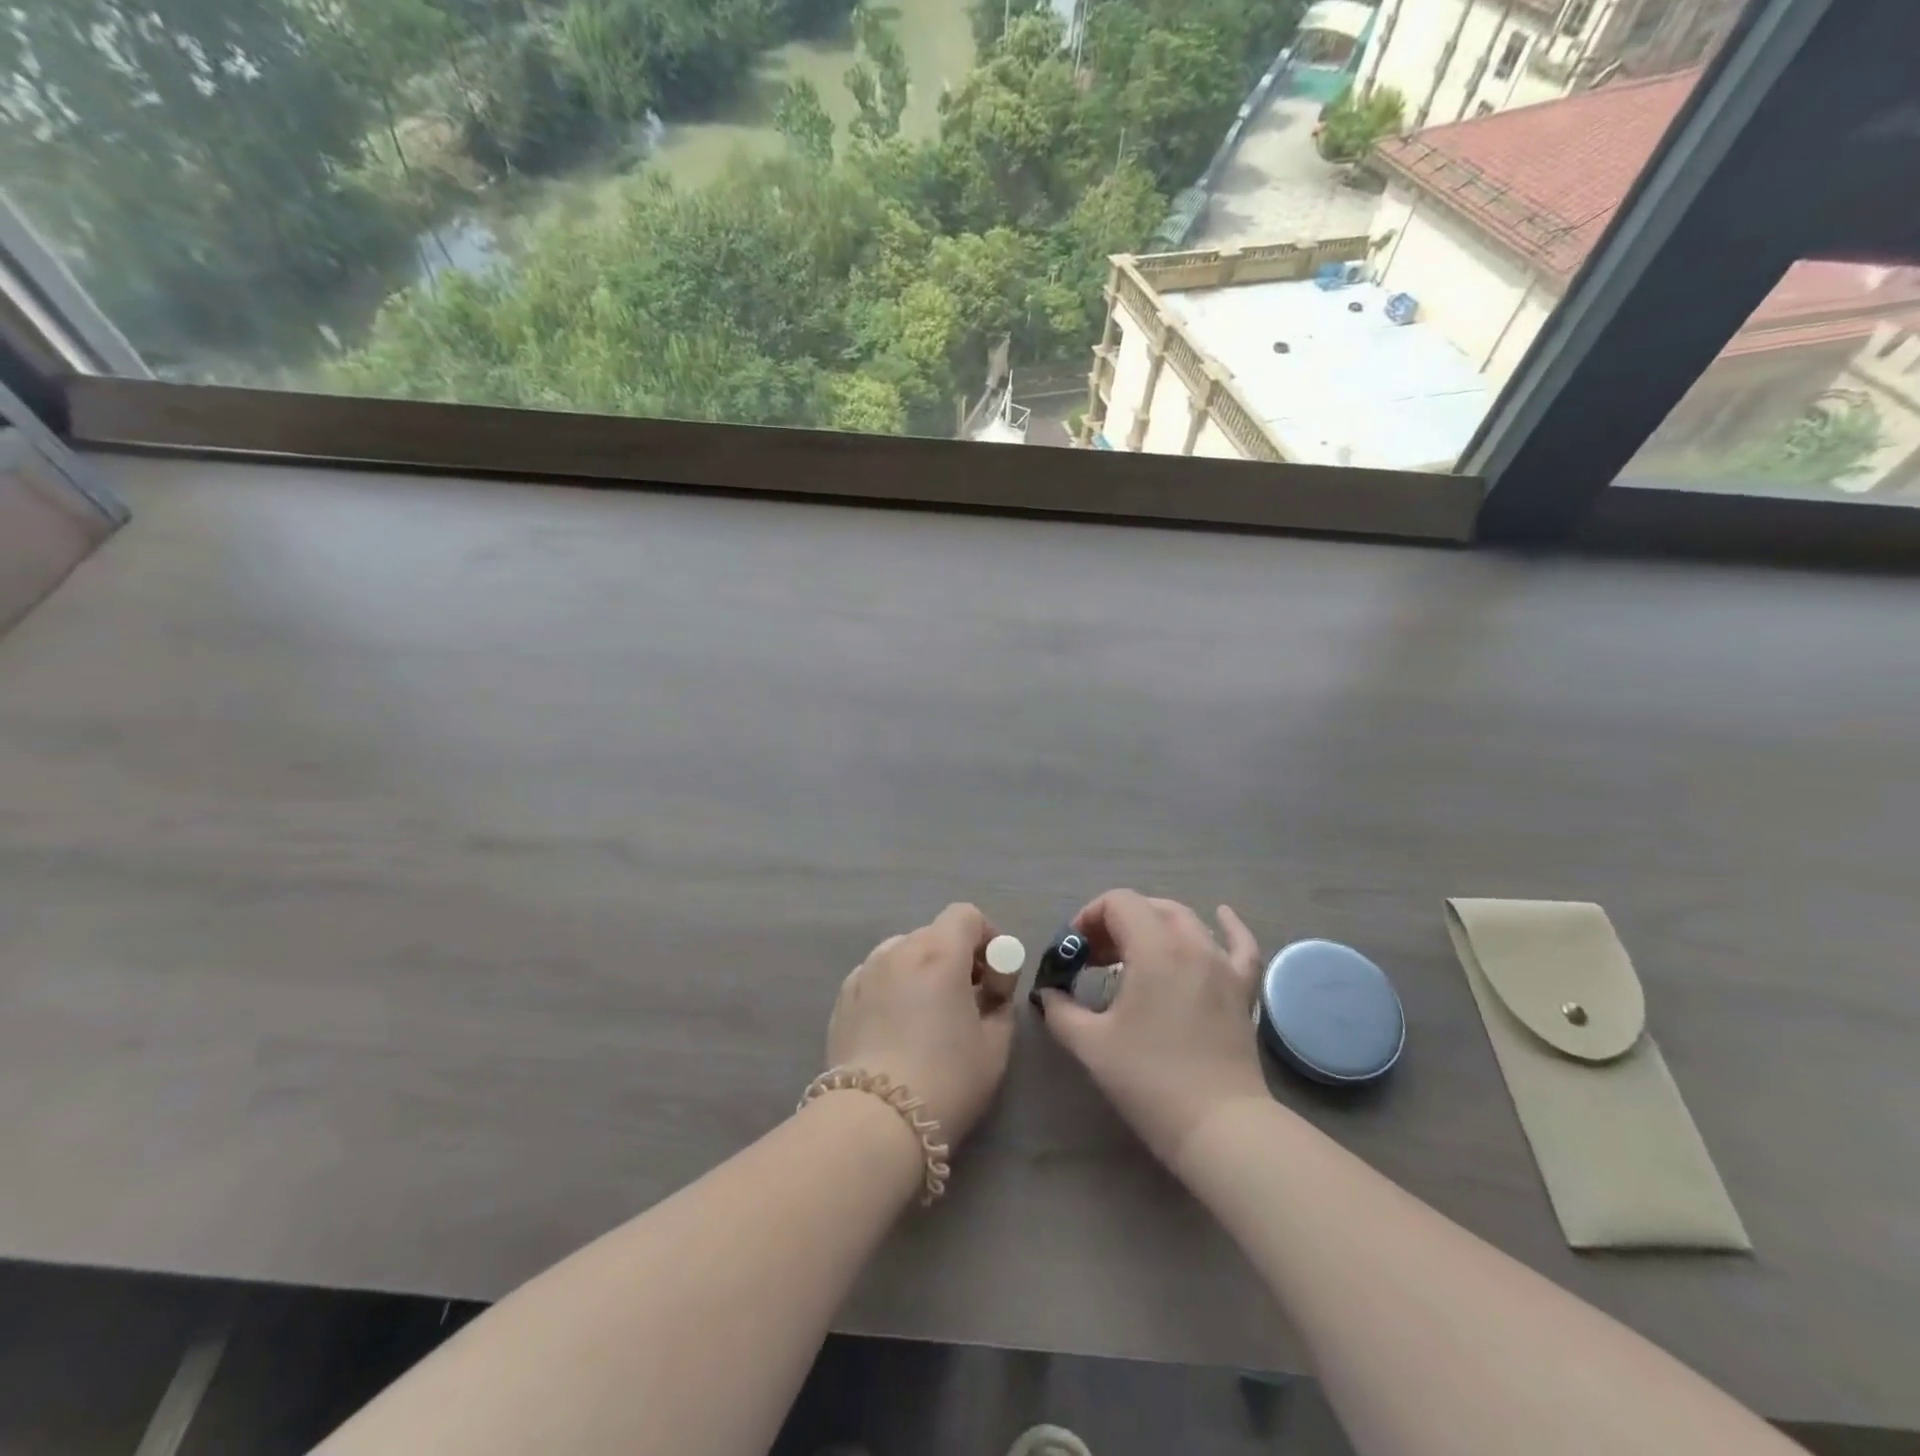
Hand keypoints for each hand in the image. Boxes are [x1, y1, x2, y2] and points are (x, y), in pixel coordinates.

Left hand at [826, 903, 1017, 1143]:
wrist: (874, 1121)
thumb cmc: (946, 1079)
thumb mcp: (995, 1044)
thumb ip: (1000, 1003)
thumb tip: (991, 990)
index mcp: (939, 951)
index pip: (966, 915)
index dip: (987, 937)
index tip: (995, 975)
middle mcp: (898, 949)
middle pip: (934, 934)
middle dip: (957, 957)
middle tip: (968, 999)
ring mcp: (865, 971)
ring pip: (903, 954)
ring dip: (922, 970)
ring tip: (928, 1014)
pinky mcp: (842, 997)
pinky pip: (878, 977)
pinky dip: (894, 988)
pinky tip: (897, 1029)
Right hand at [1038, 890, 1268, 1165]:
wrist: (1219, 1127)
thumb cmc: (1150, 1080)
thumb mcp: (1091, 1045)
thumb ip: (1061, 1010)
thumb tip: (1050, 993)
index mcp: (1154, 949)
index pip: (1118, 903)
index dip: (1089, 917)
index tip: (1075, 951)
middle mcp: (1192, 945)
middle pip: (1149, 907)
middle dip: (1116, 922)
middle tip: (1095, 957)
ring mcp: (1222, 965)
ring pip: (1186, 921)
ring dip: (1154, 925)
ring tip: (1133, 953)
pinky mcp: (1242, 990)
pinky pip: (1241, 945)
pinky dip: (1228, 926)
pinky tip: (1221, 915)